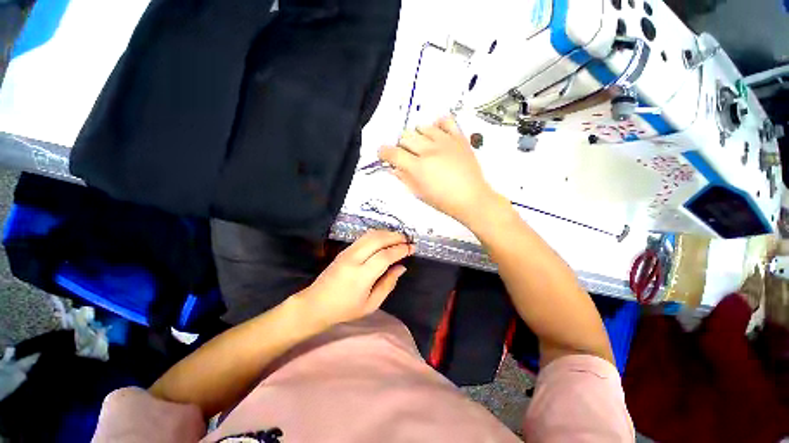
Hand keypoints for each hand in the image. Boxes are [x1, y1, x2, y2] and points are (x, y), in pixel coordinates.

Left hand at [296, 230, 412, 327]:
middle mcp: (354, 259)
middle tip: (407, 240)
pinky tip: (384, 238)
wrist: (316, 304)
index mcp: (361, 276)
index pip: (384, 256)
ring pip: (370, 235)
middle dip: (395, 237)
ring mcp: (347, 252)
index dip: (400, 250)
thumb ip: (388, 284)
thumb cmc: (345, 309)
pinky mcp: (344, 250)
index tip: (411, 248)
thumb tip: (401, 267)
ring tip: (399, 238)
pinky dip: (377, 234)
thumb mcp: (371, 304)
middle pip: (377, 240)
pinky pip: (363, 237)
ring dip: (386, 233)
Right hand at [379, 116, 497, 223]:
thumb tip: (393, 168)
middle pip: (406, 137)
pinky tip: (436, 134)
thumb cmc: (443, 201)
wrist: (471, 198)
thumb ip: (404, 178)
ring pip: (422, 127)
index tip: (383, 154)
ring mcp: (445, 142)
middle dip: (401, 146)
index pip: (393, 153)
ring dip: (417, 136)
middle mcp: (429, 151)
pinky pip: (445, 120)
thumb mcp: (419, 193)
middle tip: (407, 156)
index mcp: (418, 167)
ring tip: (422, 146)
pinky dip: (437, 124)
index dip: (384, 152)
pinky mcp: (459, 138)